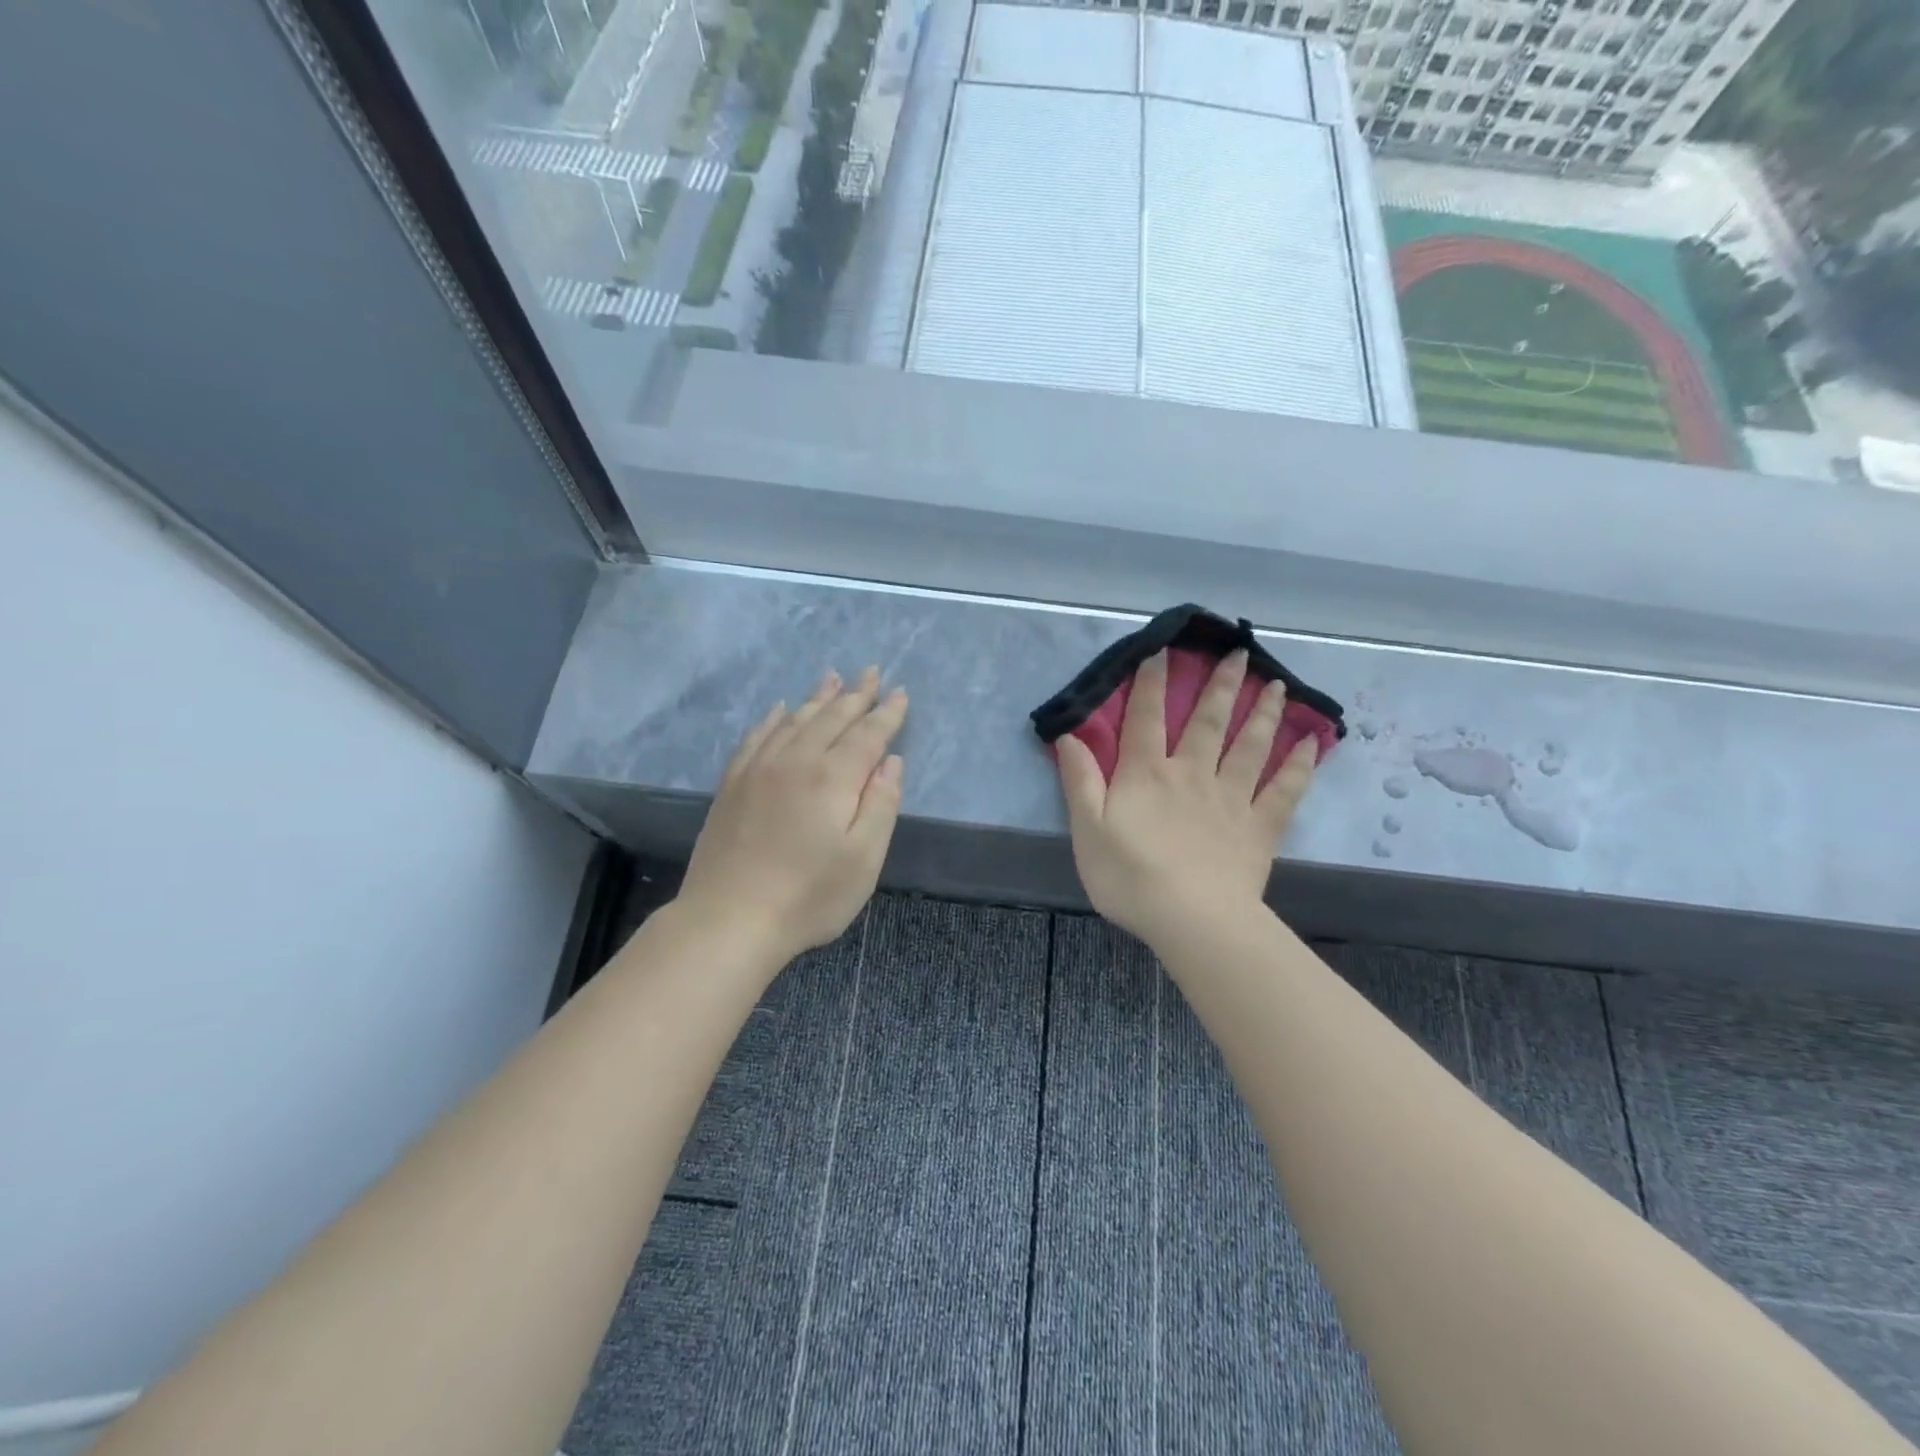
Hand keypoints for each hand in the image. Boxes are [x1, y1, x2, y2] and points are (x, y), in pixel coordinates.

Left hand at [678, 666, 906, 963]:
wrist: (729, 919)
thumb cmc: (808, 896)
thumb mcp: (864, 859)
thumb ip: (881, 805)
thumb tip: (891, 762)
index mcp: (833, 778)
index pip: (867, 735)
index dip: (887, 714)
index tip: (900, 692)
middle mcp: (796, 761)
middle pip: (831, 718)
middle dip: (856, 695)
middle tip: (871, 671)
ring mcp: (759, 769)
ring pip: (795, 720)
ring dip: (818, 698)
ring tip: (833, 678)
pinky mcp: (732, 784)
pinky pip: (757, 737)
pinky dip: (773, 718)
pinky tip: (780, 709)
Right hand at [1056, 649, 1317, 949]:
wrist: (1192, 920)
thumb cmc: (1130, 877)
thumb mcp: (1087, 830)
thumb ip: (1080, 781)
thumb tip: (1070, 736)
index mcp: (1147, 774)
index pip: (1145, 718)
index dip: (1151, 682)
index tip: (1162, 649)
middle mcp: (1192, 774)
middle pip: (1207, 721)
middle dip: (1221, 684)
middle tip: (1238, 652)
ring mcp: (1231, 798)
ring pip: (1250, 746)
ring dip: (1263, 713)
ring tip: (1277, 685)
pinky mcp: (1260, 827)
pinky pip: (1284, 790)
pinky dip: (1300, 766)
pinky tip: (1313, 743)